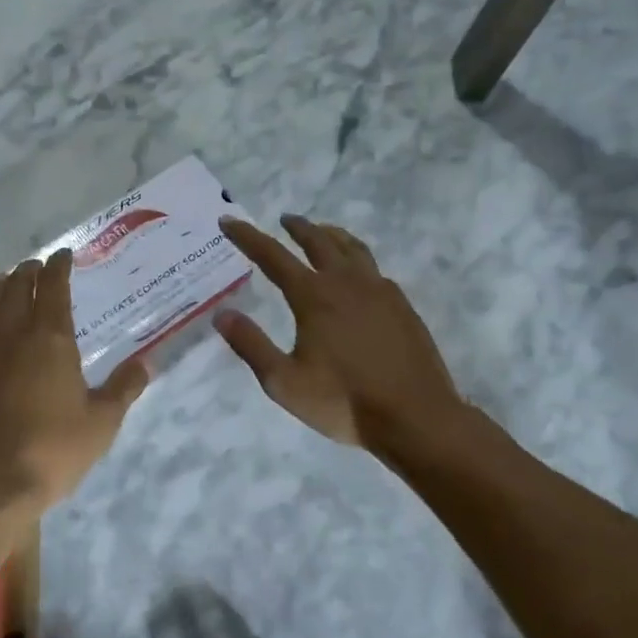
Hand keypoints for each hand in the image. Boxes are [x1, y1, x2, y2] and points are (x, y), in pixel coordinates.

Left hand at [0, 249, 148, 511]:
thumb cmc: (53, 449)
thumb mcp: (102, 423)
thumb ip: (124, 388)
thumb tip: (146, 363)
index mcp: (50, 338)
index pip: (53, 287)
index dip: (59, 267)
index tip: (63, 255)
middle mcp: (12, 334)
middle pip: (18, 288)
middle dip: (28, 271)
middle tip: (37, 265)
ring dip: (3, 288)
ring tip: (10, 281)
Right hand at [215, 216, 468, 455]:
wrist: (416, 418)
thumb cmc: (343, 402)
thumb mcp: (283, 382)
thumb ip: (251, 344)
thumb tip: (222, 314)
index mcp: (314, 296)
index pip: (272, 256)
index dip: (247, 236)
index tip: (229, 221)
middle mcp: (346, 283)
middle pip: (318, 241)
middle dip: (297, 227)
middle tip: (284, 219)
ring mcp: (380, 291)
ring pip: (352, 248)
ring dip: (331, 235)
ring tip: (322, 232)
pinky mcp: (402, 306)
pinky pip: (374, 270)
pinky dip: (357, 260)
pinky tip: (358, 275)